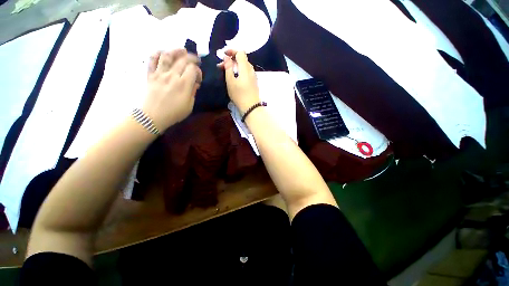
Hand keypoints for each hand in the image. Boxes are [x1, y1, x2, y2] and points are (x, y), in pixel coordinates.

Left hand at [143, 49, 201, 130]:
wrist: (152, 116)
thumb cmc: (174, 113)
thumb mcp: (189, 105)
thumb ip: (193, 92)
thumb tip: (195, 82)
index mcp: (183, 85)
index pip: (193, 69)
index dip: (198, 71)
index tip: (199, 78)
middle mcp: (171, 76)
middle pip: (182, 60)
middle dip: (192, 58)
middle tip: (196, 60)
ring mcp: (159, 74)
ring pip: (167, 55)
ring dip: (176, 51)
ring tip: (182, 50)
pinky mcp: (150, 74)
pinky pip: (152, 60)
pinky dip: (157, 53)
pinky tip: (163, 53)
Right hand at [218, 50, 259, 112]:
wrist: (251, 107)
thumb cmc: (239, 95)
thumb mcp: (230, 81)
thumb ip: (228, 68)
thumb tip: (227, 57)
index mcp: (245, 67)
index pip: (240, 52)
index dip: (231, 51)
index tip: (223, 55)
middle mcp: (251, 70)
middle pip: (242, 59)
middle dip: (231, 60)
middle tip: (221, 67)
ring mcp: (254, 76)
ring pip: (244, 66)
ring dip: (235, 66)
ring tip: (227, 73)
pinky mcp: (254, 82)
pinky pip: (246, 72)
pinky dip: (240, 71)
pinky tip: (235, 78)